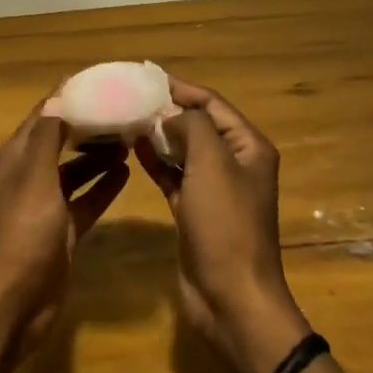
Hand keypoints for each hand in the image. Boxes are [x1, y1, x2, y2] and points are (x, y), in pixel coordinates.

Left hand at [0, 97, 129, 354]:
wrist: (14, 301)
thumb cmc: (23, 233)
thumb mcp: (36, 178)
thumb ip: (49, 137)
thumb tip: (61, 95)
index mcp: (18, 156)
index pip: (47, 113)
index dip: (72, 95)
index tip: (107, 80)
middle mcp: (30, 174)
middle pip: (63, 138)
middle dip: (91, 123)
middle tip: (129, 109)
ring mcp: (46, 204)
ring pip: (76, 169)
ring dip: (99, 154)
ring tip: (133, 137)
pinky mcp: (62, 230)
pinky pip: (86, 199)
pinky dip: (103, 186)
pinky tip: (127, 173)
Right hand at [135, 77, 308, 372]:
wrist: (230, 295)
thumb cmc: (225, 224)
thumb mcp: (212, 164)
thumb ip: (192, 127)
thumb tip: (171, 114)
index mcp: (248, 147)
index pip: (212, 104)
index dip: (181, 89)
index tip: (144, 77)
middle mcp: (233, 163)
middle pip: (197, 125)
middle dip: (166, 110)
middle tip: (128, 98)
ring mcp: (213, 189)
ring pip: (182, 150)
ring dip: (158, 135)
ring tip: (124, 119)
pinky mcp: (193, 210)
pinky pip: (173, 176)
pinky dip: (155, 162)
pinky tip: (132, 149)